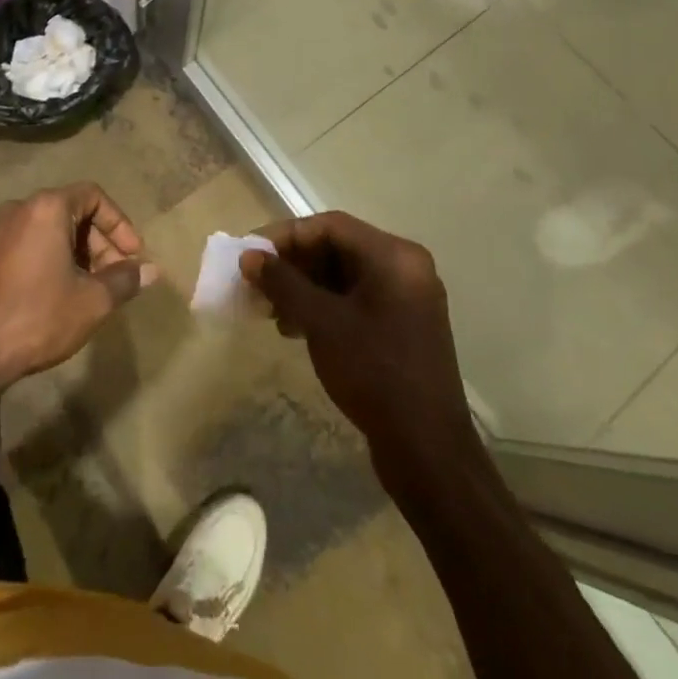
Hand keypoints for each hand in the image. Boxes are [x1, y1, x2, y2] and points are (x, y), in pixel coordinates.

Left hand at [0, 183, 156, 386]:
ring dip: (76, 252)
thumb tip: (151, 271)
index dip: (119, 223)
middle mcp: (20, 208)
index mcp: (47, 207)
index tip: (132, 255)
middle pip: (71, 211)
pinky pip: (27, 242)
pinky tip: (58, 292)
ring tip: (90, 288)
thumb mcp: (92, 301)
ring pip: (49, 229)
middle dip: (99, 242)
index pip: (94, 196)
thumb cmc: (39, 316)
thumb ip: (124, 280)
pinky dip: (50, 257)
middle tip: (115, 276)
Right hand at [240, 212, 478, 486]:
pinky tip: (295, 327)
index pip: (331, 226)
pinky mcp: (402, 326)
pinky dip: (323, 306)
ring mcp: (406, 298)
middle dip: (294, 263)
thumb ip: (284, 284)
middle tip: (257, 281)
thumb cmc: (375, 374)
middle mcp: (405, 267)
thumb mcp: (322, 323)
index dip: (286, 235)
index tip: (252, 252)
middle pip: (338, 247)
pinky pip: (356, 299)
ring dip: (304, 286)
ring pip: (344, 275)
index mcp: (395, 256)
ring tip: (271, 309)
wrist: (428, 452)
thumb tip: (249, 256)